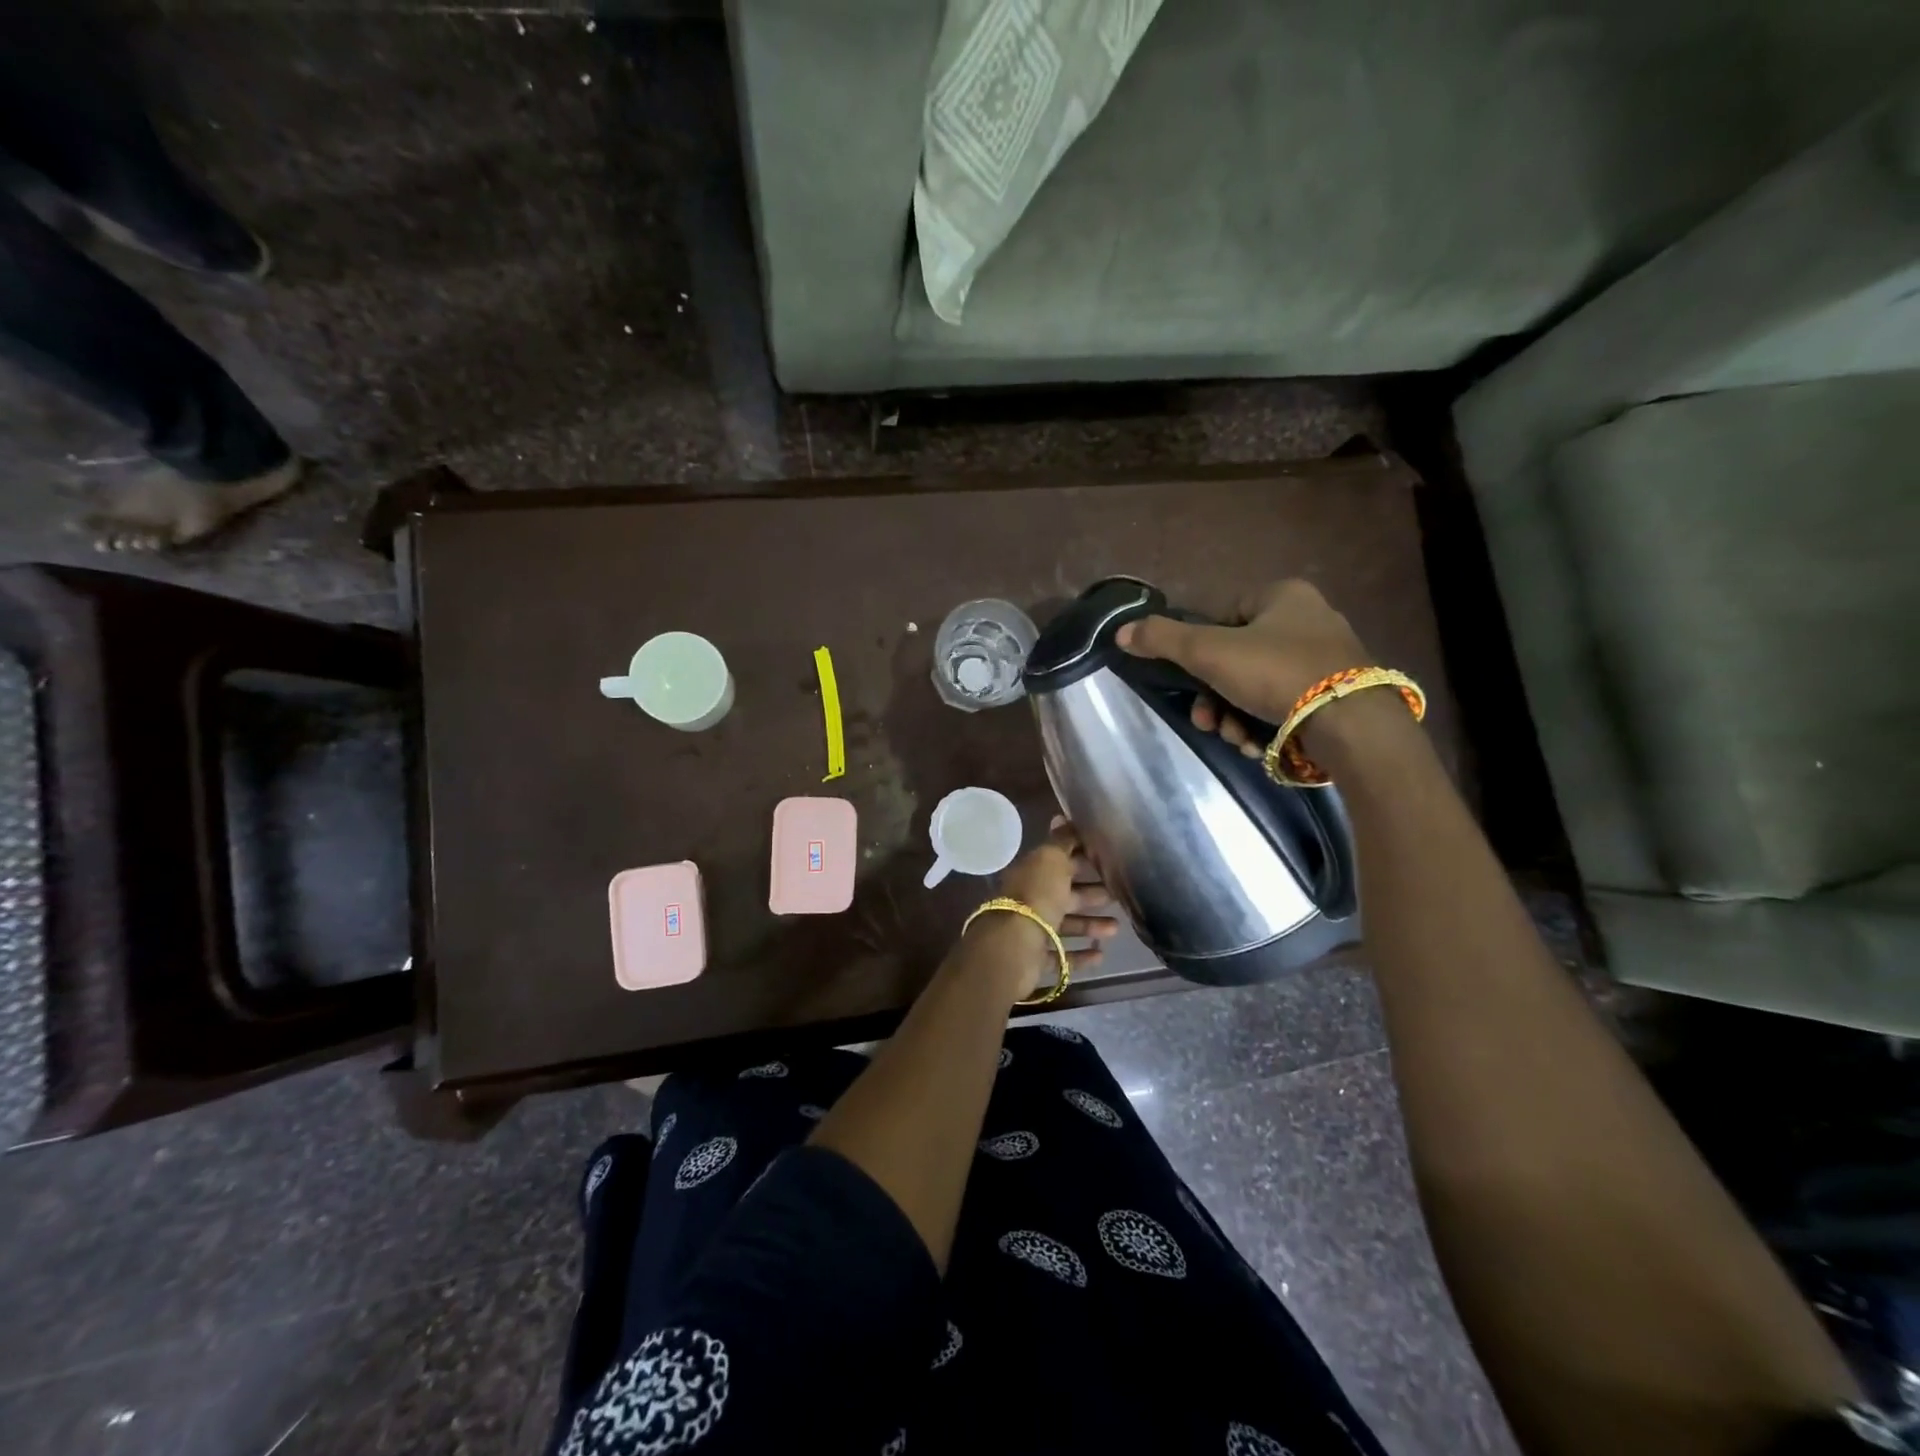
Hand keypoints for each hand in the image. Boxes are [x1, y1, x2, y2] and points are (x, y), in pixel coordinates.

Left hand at [979, 818, 1119, 999]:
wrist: (1014, 945)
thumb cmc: (1037, 896)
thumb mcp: (1052, 860)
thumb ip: (1061, 841)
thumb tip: (1061, 815)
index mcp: (1033, 873)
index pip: (1059, 862)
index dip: (1082, 860)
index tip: (1108, 861)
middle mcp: (1030, 900)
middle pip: (1063, 895)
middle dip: (1090, 894)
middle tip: (1117, 895)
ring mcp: (1031, 930)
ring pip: (1064, 925)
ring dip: (1090, 925)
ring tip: (1116, 929)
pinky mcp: (1034, 958)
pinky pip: (1061, 956)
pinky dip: (1080, 956)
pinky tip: (1100, 955)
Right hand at [1116, 579, 1372, 760]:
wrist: (1351, 724)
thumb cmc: (1276, 673)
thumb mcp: (1208, 652)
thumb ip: (1162, 639)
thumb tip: (1121, 631)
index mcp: (1284, 596)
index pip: (1224, 616)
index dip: (1202, 652)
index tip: (1194, 683)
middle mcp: (1311, 620)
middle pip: (1238, 659)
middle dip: (1216, 697)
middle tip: (1208, 723)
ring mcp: (1329, 659)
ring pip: (1259, 687)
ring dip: (1236, 717)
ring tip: (1237, 739)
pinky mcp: (1340, 695)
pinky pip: (1288, 705)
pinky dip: (1266, 725)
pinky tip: (1260, 745)